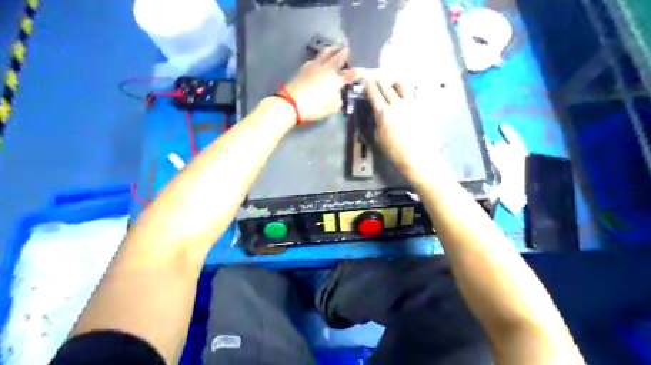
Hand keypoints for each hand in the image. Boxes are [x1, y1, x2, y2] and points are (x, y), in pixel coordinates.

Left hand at [285, 45, 355, 121]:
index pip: (350, 73)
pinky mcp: (304, 68)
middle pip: (337, 56)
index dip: (358, 72)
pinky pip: (315, 59)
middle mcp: (326, 68)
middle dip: (345, 51)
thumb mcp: (332, 107)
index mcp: (335, 78)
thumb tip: (339, 94)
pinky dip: (320, 57)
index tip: (364, 70)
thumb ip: (339, 99)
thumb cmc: (315, 106)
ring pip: (325, 53)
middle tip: (349, 47)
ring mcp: (314, 66)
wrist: (291, 103)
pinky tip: (320, 59)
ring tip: (336, 47)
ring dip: (332, 49)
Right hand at [366, 79, 447, 183]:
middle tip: (377, 79)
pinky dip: (408, 92)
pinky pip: (414, 94)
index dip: (369, 86)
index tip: (367, 81)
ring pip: (402, 85)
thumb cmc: (394, 151)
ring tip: (394, 87)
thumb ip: (378, 122)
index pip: (374, 94)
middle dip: (380, 81)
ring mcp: (411, 103)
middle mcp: (397, 104)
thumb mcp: (379, 137)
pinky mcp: (421, 107)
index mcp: (383, 112)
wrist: (418, 155)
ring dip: (395, 84)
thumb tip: (378, 115)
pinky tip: (407, 97)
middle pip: (387, 86)